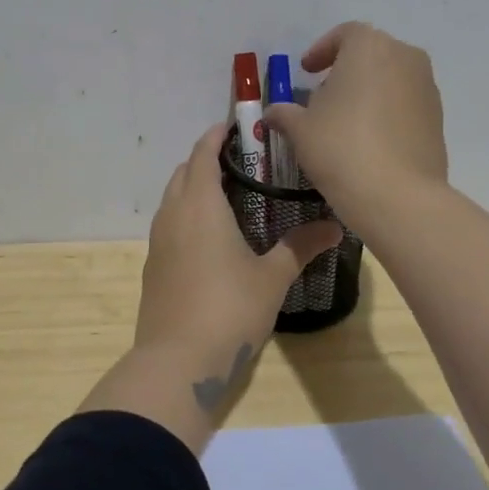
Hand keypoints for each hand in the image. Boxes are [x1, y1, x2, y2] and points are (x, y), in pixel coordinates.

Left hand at [135, 124, 343, 366]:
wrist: (177, 362)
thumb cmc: (229, 309)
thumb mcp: (272, 278)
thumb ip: (300, 247)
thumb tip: (336, 227)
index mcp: (200, 206)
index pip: (203, 154)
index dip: (216, 136)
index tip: (235, 127)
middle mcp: (173, 215)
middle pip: (183, 173)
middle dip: (205, 160)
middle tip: (240, 162)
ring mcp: (157, 242)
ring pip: (172, 199)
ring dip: (193, 187)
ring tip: (227, 195)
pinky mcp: (153, 267)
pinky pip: (168, 225)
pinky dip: (185, 215)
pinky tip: (209, 237)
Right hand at [262, 22, 447, 229]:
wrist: (397, 194)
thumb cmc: (340, 148)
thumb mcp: (300, 130)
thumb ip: (285, 114)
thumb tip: (273, 113)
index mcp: (369, 47)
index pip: (344, 34)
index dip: (322, 50)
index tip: (306, 71)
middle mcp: (404, 57)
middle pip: (371, 54)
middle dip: (346, 71)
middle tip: (324, 97)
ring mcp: (427, 87)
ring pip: (392, 78)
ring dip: (369, 91)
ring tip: (346, 122)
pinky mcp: (438, 118)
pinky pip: (406, 104)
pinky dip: (387, 112)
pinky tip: (370, 141)